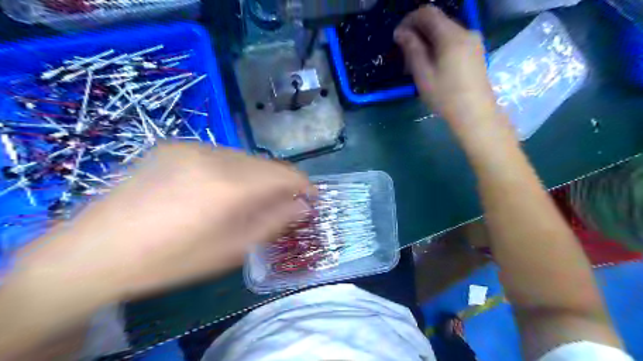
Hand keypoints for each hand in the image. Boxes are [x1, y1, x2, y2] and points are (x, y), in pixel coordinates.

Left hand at [15, 143, 312, 299]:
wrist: (96, 250)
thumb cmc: (172, 259)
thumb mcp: (231, 250)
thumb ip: (273, 223)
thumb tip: (302, 206)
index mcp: (230, 185)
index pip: (285, 174)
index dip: (303, 185)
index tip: (310, 198)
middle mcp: (214, 155)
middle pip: (265, 164)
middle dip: (279, 184)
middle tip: (279, 205)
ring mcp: (191, 147)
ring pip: (243, 158)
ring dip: (254, 177)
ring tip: (244, 201)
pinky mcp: (173, 146)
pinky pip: (218, 155)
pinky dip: (230, 171)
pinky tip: (214, 191)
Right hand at [395, 5, 499, 136]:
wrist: (475, 114)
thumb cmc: (445, 96)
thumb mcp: (423, 74)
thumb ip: (412, 49)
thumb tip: (401, 32)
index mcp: (451, 36)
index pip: (427, 13)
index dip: (409, 20)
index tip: (397, 37)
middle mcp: (466, 32)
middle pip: (437, 22)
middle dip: (418, 33)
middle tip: (405, 55)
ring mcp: (474, 41)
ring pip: (445, 32)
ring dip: (428, 42)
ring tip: (417, 64)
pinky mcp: (476, 52)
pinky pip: (454, 41)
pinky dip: (439, 47)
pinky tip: (433, 66)